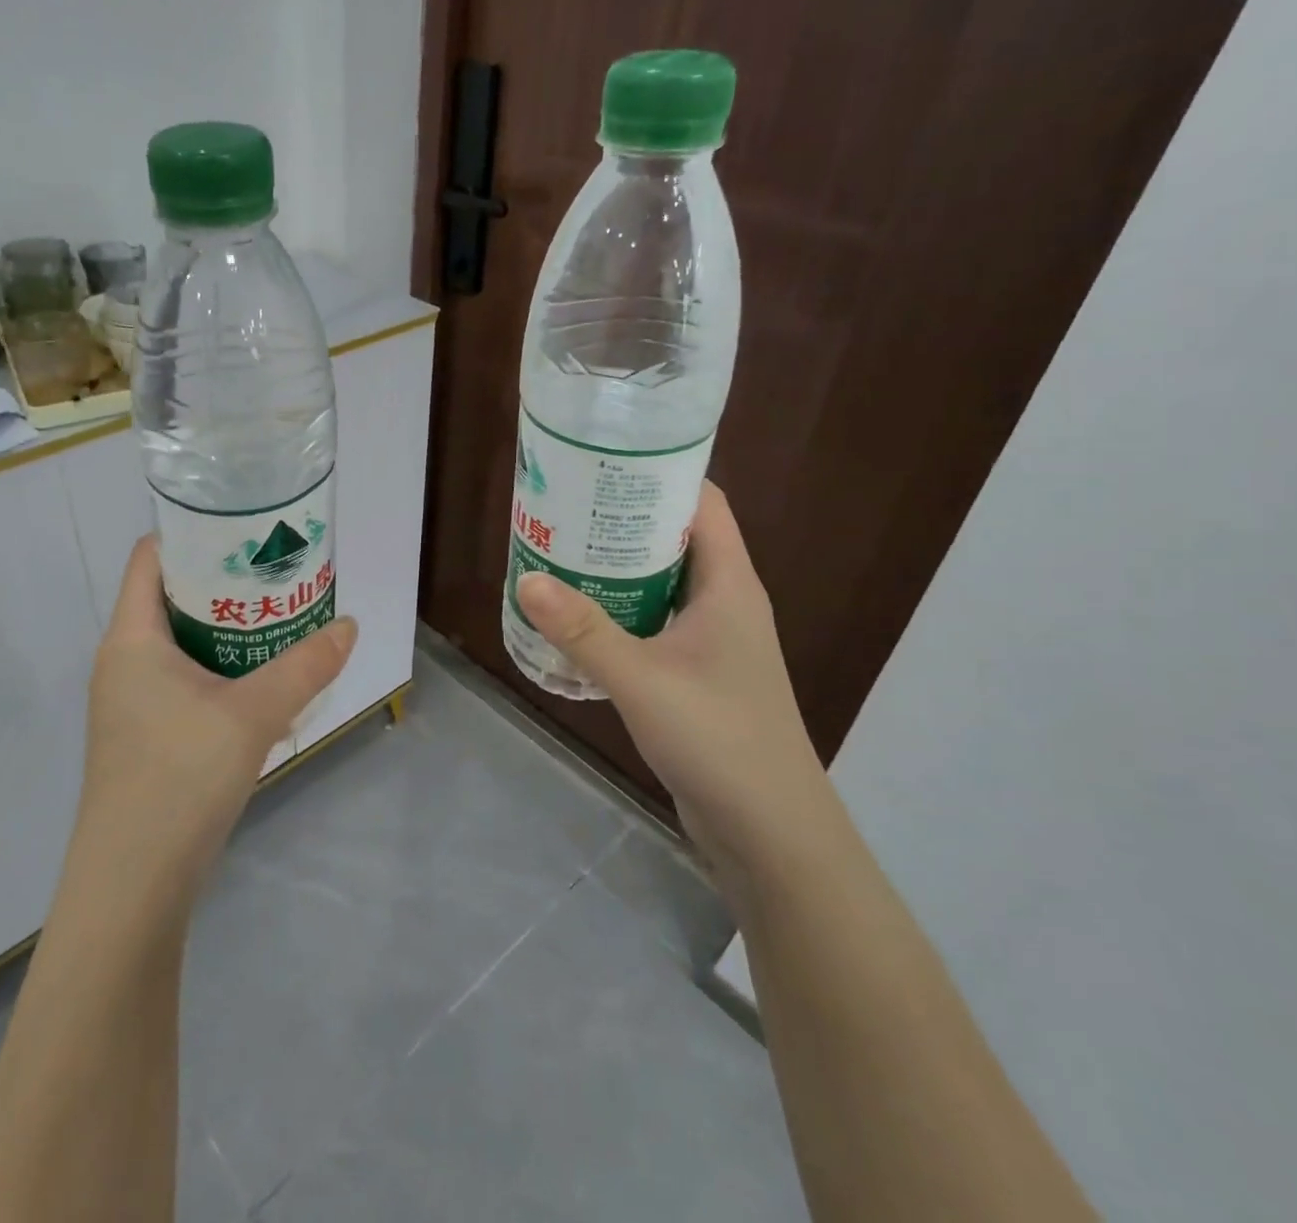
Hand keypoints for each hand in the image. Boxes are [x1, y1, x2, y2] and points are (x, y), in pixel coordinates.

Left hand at [72, 535, 357, 912]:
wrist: (133, 884)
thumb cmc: (180, 779)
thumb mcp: (253, 715)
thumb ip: (305, 667)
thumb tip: (349, 626)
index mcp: (131, 639)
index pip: (150, 557)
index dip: (193, 534)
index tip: (245, 529)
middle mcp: (122, 661)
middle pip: (170, 596)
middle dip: (223, 581)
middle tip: (276, 572)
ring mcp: (129, 701)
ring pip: (179, 642)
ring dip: (225, 629)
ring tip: (277, 618)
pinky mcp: (144, 734)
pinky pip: (182, 679)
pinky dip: (219, 668)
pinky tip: (260, 680)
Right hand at [515, 482, 845, 885]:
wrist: (770, 832)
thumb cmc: (719, 739)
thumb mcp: (642, 678)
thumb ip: (583, 630)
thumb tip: (527, 579)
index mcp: (729, 584)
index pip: (701, 502)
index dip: (657, 474)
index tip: (601, 464)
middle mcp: (725, 602)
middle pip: (674, 538)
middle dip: (621, 520)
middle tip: (562, 509)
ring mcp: (713, 640)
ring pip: (660, 582)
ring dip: (615, 568)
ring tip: (559, 555)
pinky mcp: (697, 673)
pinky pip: (653, 622)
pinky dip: (618, 611)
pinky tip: (577, 619)